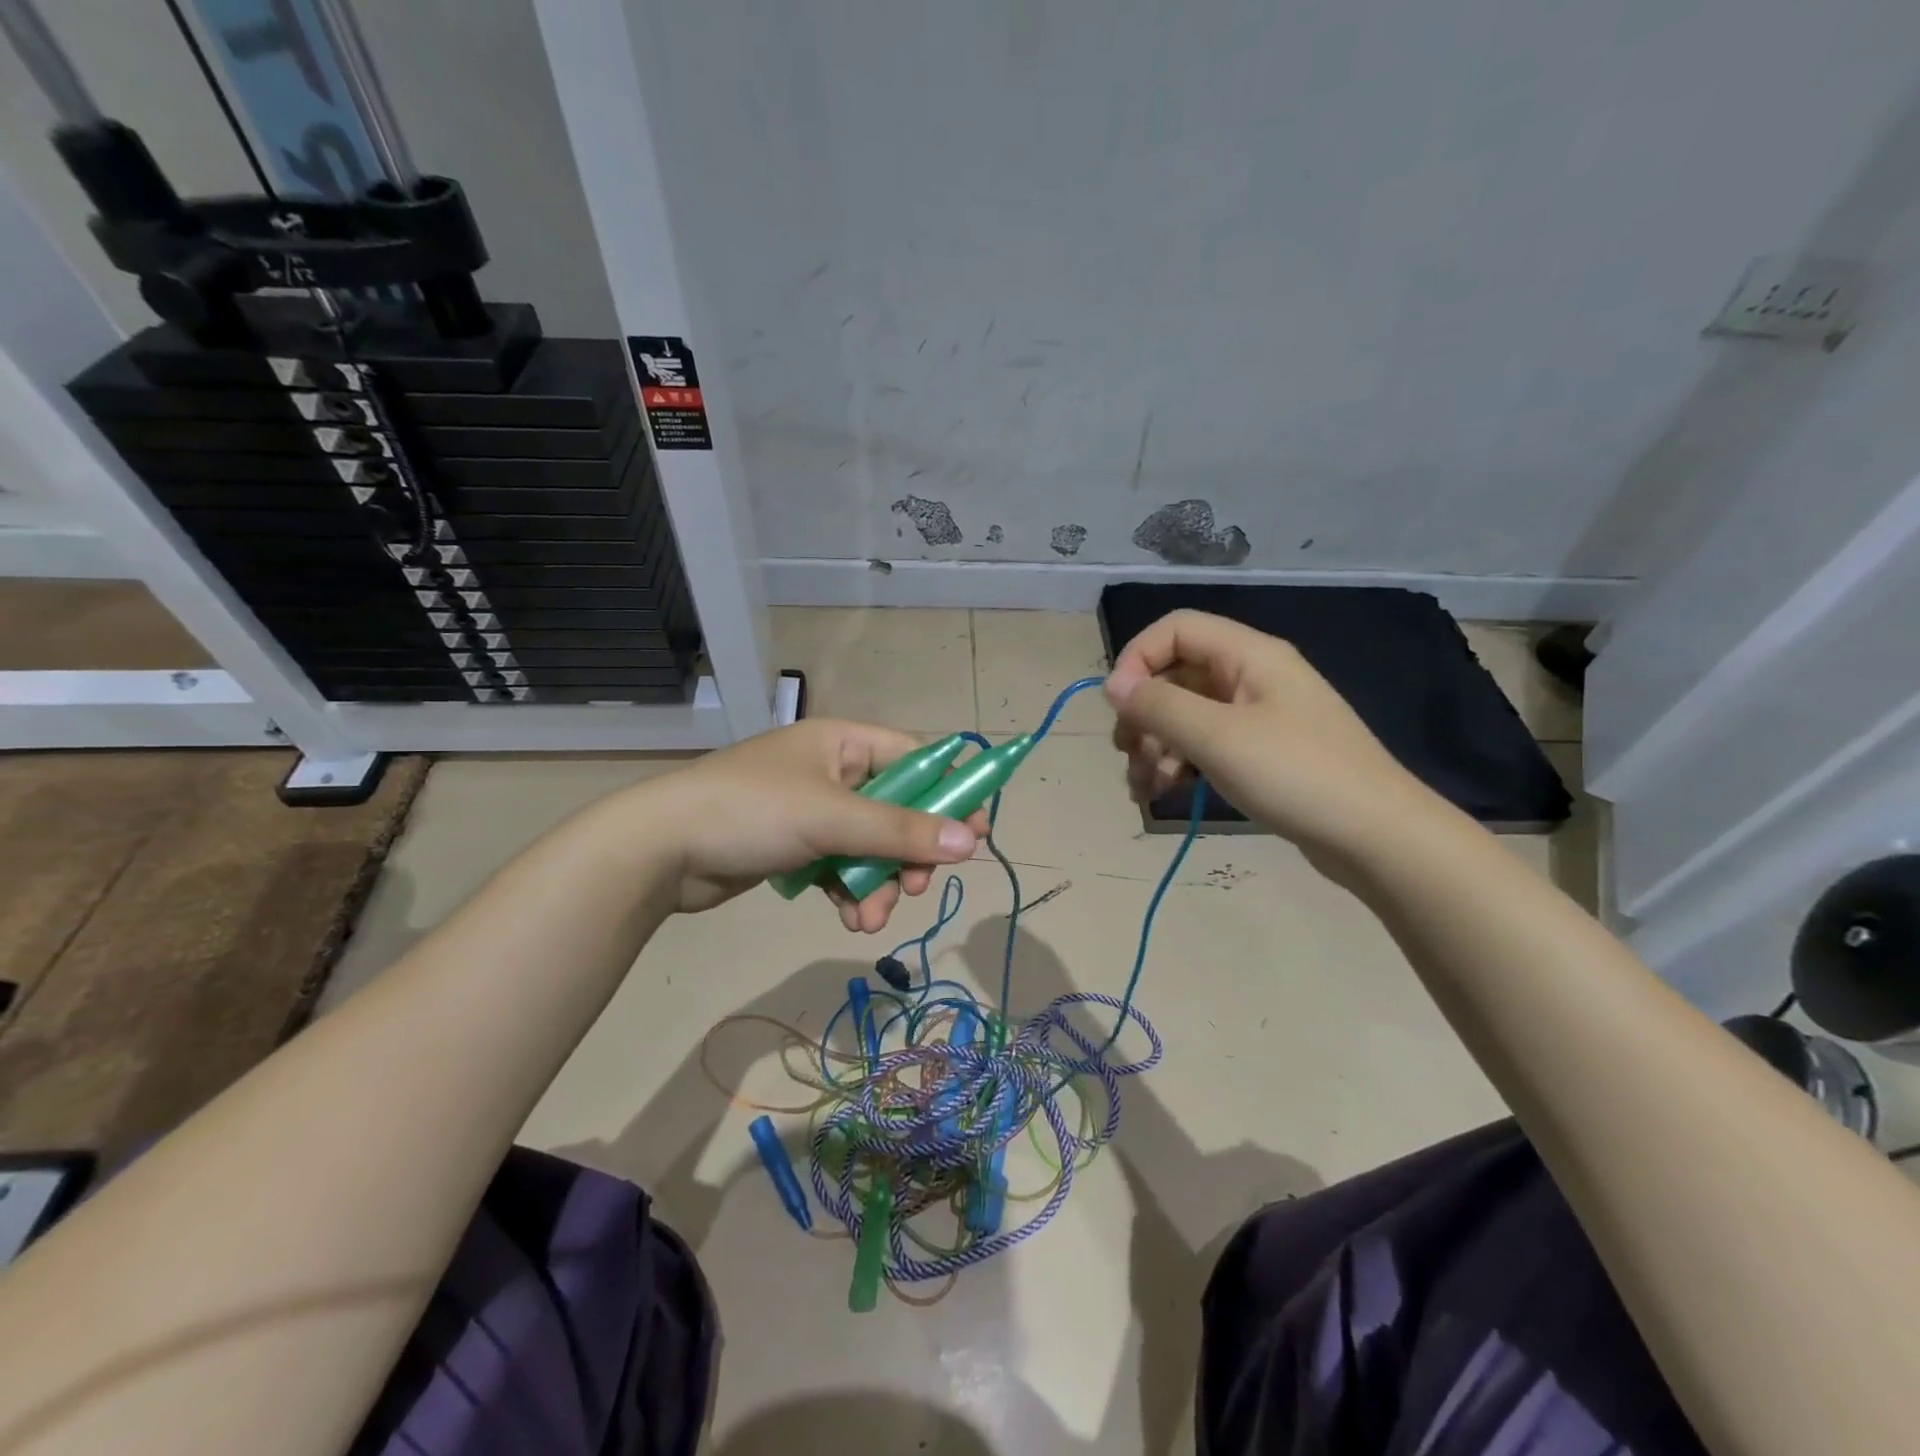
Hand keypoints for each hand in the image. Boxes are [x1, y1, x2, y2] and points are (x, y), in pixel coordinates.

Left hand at [636, 719, 985, 929]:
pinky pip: (841, 867)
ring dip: (879, 884)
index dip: (950, 793)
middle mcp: (832, 771)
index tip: (977, 832)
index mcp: (843, 742)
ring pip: (871, 847)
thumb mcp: (833, 819)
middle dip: (908, 854)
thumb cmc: (751, 812)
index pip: (916, 758)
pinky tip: (848, 918)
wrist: (659, 850)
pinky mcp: (795, 847)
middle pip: (897, 810)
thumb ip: (902, 831)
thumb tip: (973, 842)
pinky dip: (850, 892)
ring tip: (868, 917)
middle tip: (917, 887)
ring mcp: (812, 811)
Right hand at [1104, 610, 1438, 865]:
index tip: (1117, 706)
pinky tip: (1163, 793)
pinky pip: (1206, 745)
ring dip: (1154, 746)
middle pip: (1177, 676)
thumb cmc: (1296, 775)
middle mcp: (1252, 677)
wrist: (1376, 837)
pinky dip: (1178, 764)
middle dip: (1143, 714)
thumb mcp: (1217, 737)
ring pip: (1186, 715)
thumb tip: (1113, 685)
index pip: (1176, 630)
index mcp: (1249, 656)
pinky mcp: (1261, 754)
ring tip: (1142, 788)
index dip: (1137, 659)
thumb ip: (1159, 706)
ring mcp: (1258, 717)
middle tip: (1126, 753)